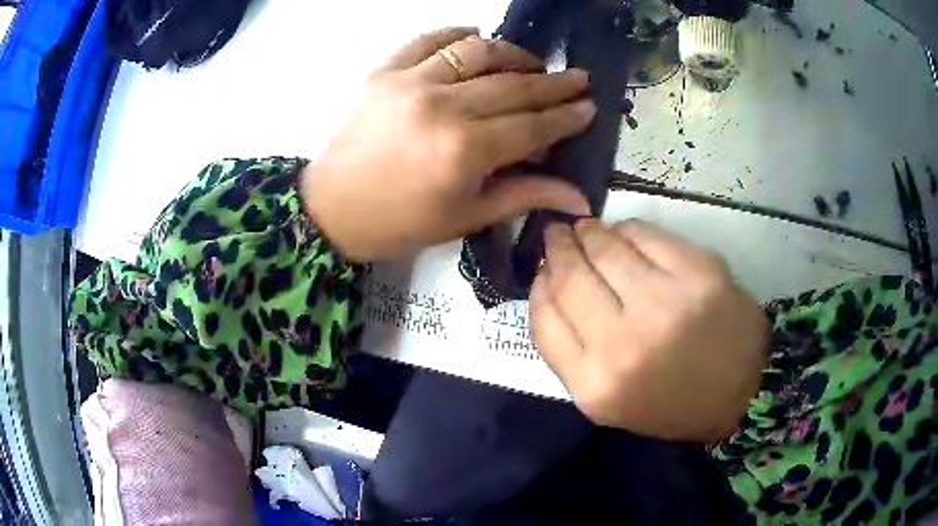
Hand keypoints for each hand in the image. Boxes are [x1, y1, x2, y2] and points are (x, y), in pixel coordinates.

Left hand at [302, 28, 594, 261]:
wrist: (331, 209)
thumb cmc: (400, 222)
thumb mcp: (465, 218)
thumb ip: (525, 195)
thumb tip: (581, 198)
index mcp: (465, 151)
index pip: (532, 125)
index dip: (565, 116)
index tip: (589, 106)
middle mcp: (443, 107)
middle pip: (513, 85)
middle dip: (553, 82)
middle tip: (579, 78)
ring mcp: (410, 82)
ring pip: (477, 51)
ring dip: (513, 53)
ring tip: (531, 64)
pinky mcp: (384, 71)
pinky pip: (429, 40)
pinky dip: (458, 35)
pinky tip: (476, 37)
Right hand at [530, 219, 768, 440]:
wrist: (741, 393)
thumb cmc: (669, 403)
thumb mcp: (607, 400)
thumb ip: (570, 350)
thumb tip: (551, 281)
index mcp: (596, 386)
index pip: (544, 319)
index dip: (538, 285)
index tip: (542, 269)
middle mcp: (625, 345)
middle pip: (571, 278)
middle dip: (558, 248)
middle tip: (558, 235)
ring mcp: (666, 304)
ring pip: (605, 248)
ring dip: (590, 233)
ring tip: (588, 229)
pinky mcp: (700, 273)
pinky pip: (646, 235)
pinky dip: (628, 229)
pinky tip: (625, 234)